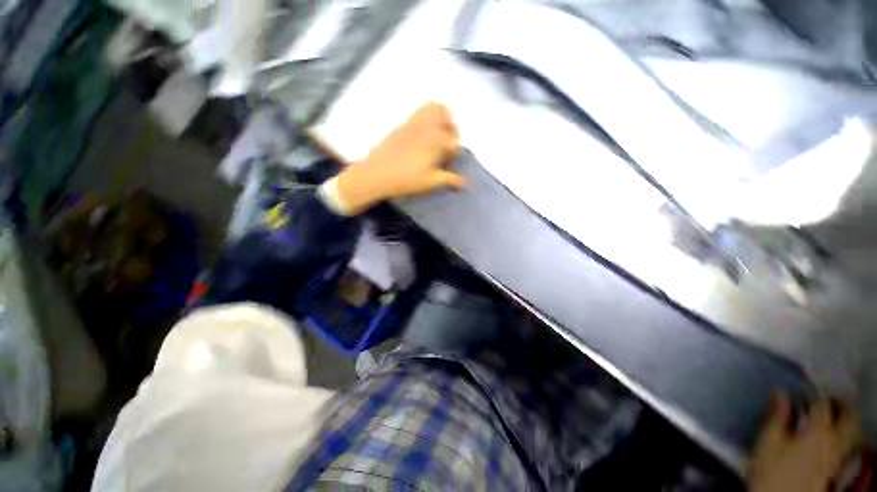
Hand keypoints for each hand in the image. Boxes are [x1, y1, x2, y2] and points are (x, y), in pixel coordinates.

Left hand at [334, 102, 464, 214]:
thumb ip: (450, 179)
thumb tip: (464, 182)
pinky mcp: (403, 124)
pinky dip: (426, 116)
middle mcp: (428, 126)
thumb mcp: (431, 182)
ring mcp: (414, 122)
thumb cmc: (406, 179)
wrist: (376, 174)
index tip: (447, 165)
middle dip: (451, 132)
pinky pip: (419, 111)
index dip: (453, 155)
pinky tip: (422, 134)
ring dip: (441, 118)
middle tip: (445, 147)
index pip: (455, 143)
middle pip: (448, 119)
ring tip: (437, 135)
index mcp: (437, 141)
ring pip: (434, 107)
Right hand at [748, 393, 861, 491]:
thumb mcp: (768, 443)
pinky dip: (846, 436)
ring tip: (833, 417)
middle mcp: (836, 441)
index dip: (815, 397)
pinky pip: (849, 445)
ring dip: (847, 420)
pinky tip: (834, 438)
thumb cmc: (772, 470)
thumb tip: (780, 393)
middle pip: (850, 417)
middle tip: (827, 401)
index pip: (824, 404)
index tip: (803, 396)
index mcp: (819, 431)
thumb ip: (777, 417)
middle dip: (841, 405)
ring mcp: (839, 456)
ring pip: (854, 432)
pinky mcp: (838, 467)